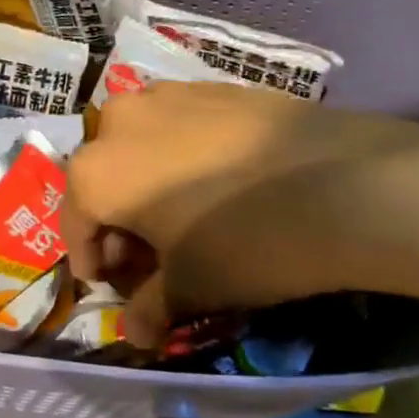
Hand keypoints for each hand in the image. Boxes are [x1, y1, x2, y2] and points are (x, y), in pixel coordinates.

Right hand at [62, 82, 418, 346]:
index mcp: (95, 171)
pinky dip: (179, 156)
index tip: (115, 286)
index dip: (91, 261)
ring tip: (184, 217)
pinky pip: (176, 126)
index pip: (75, 223)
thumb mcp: (192, 287)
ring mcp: (165, 95)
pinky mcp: (209, 85)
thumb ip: (151, 308)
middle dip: (118, 222)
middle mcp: (117, 121)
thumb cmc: (246, 242)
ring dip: (145, 184)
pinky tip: (218, 182)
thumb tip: (137, 332)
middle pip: (103, 180)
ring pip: (137, 147)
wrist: (342, 182)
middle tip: (150, 258)